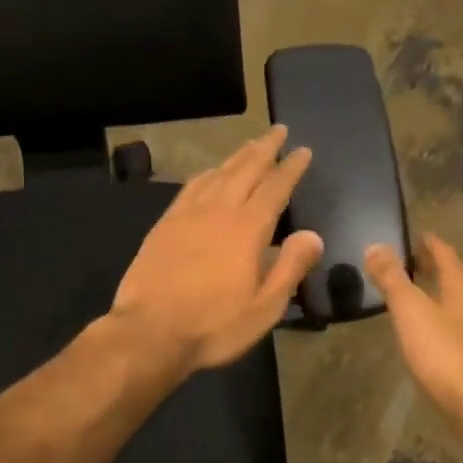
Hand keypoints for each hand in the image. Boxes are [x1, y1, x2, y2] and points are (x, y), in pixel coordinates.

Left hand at [111, 127, 324, 371]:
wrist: (149, 331)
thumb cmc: (214, 325)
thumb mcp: (264, 307)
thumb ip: (290, 268)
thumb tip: (313, 235)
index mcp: (247, 229)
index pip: (275, 188)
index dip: (291, 168)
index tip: (303, 150)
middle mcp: (218, 211)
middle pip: (244, 170)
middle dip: (264, 148)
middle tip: (278, 130)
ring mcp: (186, 215)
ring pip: (216, 174)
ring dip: (236, 157)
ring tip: (249, 145)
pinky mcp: (164, 225)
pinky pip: (190, 187)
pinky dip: (206, 174)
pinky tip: (209, 174)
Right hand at [365, 234, 462, 417]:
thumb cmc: (440, 348)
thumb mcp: (410, 308)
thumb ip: (392, 278)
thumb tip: (375, 246)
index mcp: (459, 288)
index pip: (445, 255)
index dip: (429, 242)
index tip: (412, 233)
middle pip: (449, 277)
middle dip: (429, 266)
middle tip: (403, 257)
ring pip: (446, 301)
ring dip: (428, 290)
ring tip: (403, 287)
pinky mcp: (460, 355)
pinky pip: (441, 323)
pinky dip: (426, 314)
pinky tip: (412, 324)